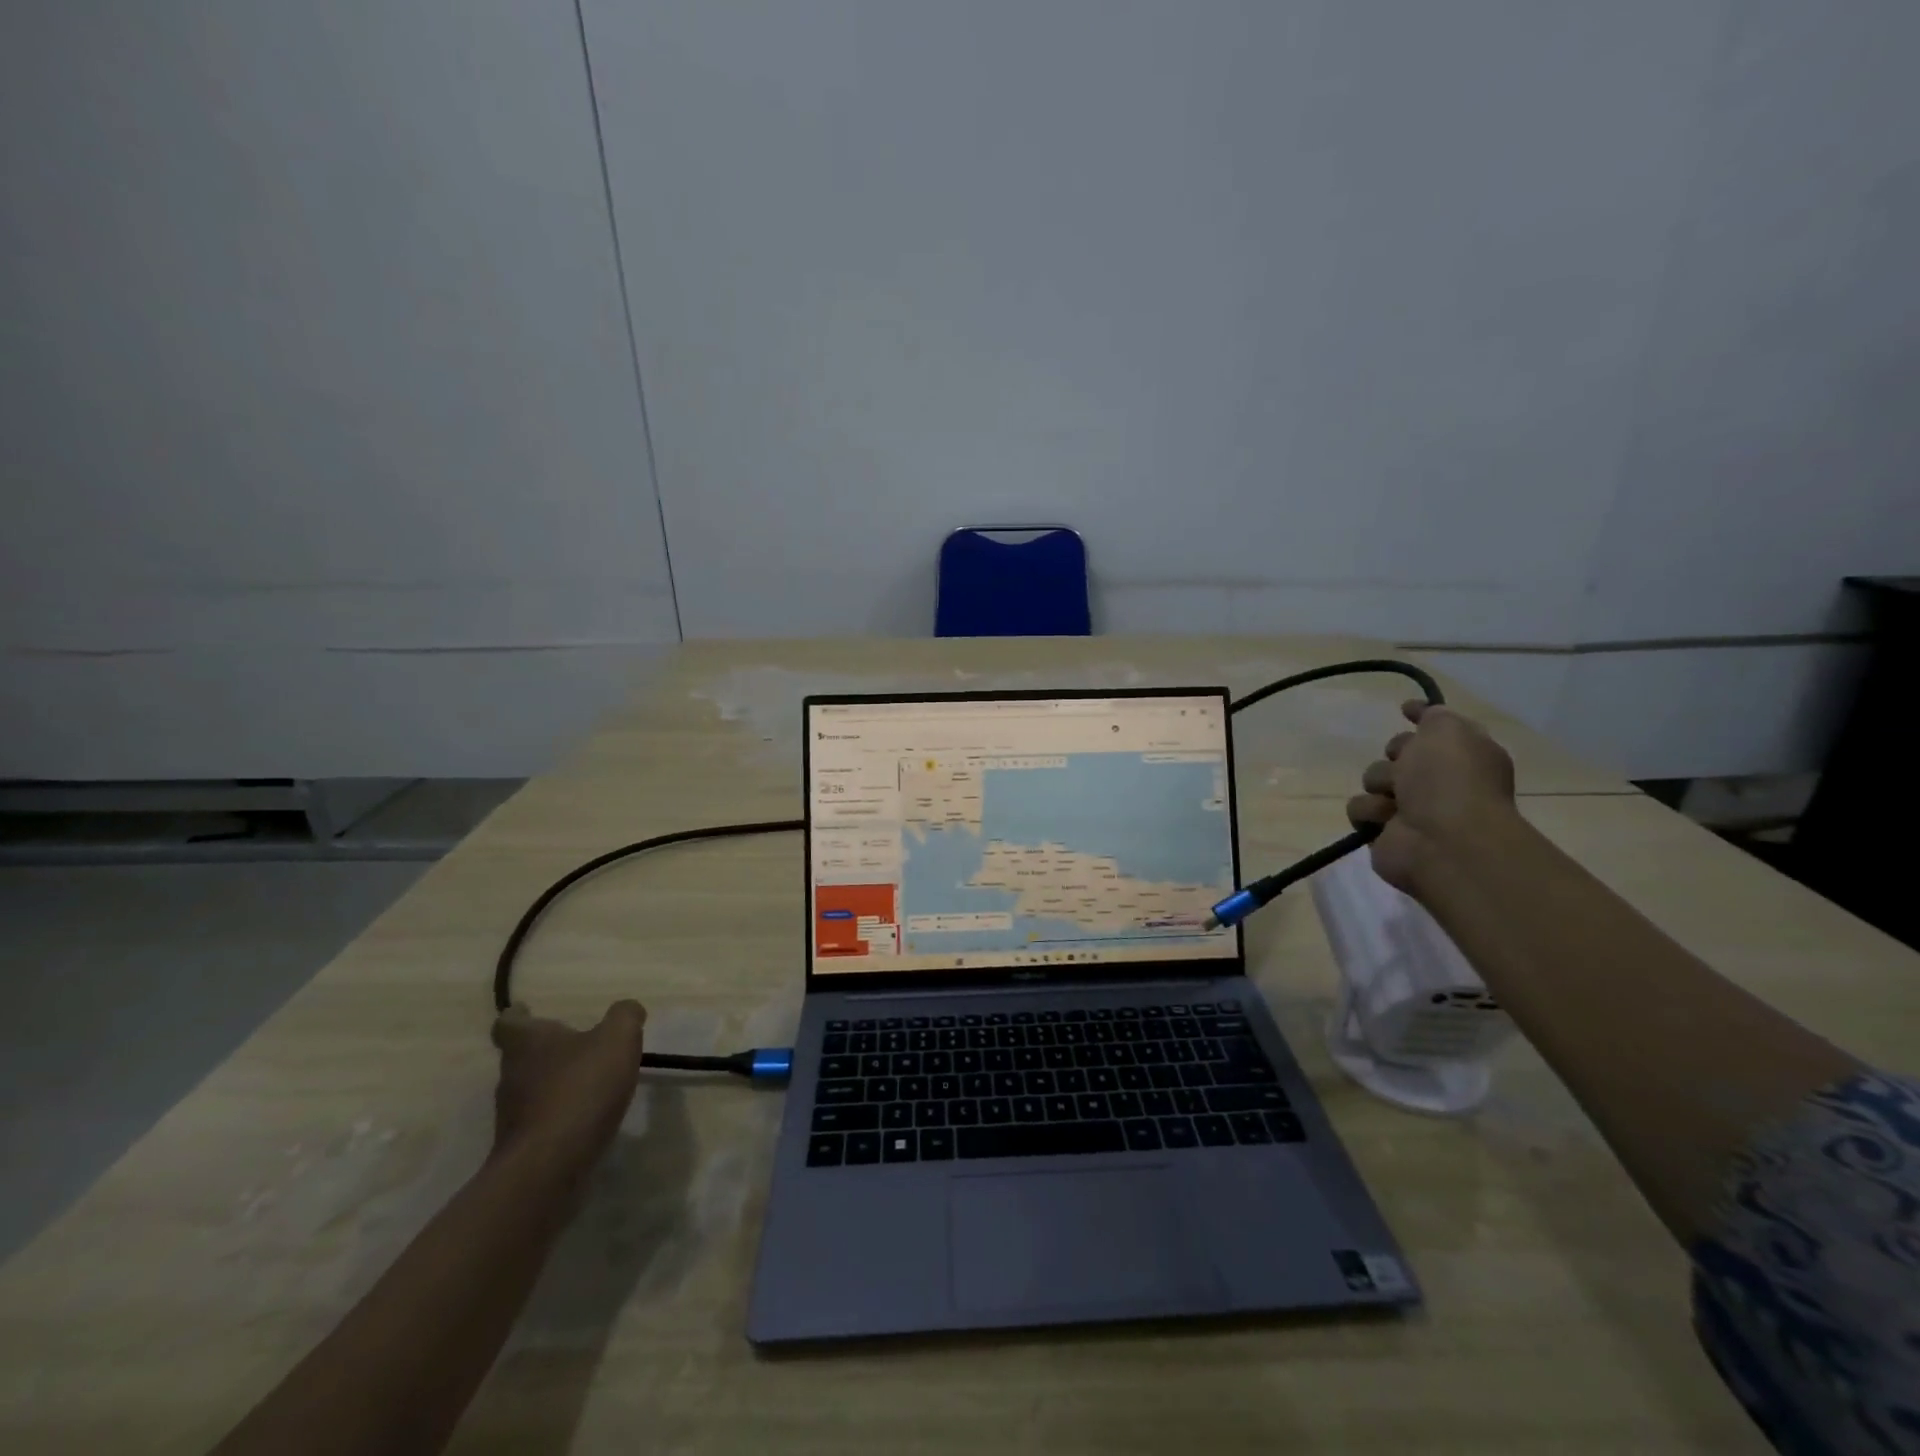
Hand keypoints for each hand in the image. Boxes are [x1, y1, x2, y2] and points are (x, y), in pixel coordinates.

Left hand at [490, 1001, 647, 1166]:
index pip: (509, 1023)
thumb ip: (624, 1016)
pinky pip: (541, 1121)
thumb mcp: (617, 1038)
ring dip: (553, 1084)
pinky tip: (586, 1117)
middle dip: (545, 1050)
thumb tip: (627, 1010)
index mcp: (528, 1043)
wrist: (550, 1166)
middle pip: (521, 1057)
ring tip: (587, 1081)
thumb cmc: (581, 1088)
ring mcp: (513, 1115)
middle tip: (575, 1045)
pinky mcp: (522, 1147)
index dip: (518, 1015)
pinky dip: (560, 1114)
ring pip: (531, 1089)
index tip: (526, 1010)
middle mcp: (512, 1076)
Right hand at [1346, 700, 1517, 893]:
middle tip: (1404, 765)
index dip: (1422, 718)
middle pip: (1398, 753)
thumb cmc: (1450, 781)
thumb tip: (1422, 712)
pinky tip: (1385, 819)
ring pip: (1373, 779)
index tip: (1405, 709)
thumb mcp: (1448, 731)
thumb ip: (1434, 715)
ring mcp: (1412, 808)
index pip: (1438, 729)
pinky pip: (1359, 809)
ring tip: (1395, 798)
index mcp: (1463, 756)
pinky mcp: (1384, 832)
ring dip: (1379, 784)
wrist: (1444, 841)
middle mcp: (1440, 781)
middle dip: (1395, 754)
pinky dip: (1369, 812)